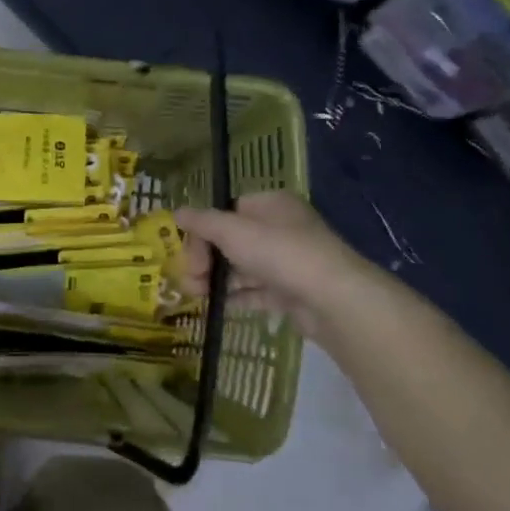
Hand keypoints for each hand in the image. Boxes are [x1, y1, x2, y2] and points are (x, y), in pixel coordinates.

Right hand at [174, 192, 379, 336]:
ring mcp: (289, 261)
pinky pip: (257, 291)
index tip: (188, 255)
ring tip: (197, 295)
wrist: (333, 299)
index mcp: (271, 204)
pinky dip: (237, 297)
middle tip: (190, 280)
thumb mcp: (232, 231)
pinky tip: (219, 306)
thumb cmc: (280, 252)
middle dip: (205, 260)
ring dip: (216, 279)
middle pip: (232, 240)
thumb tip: (176, 212)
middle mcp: (282, 228)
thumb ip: (202, 222)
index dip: (202, 231)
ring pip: (243, 267)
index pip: (226, 211)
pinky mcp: (293, 290)